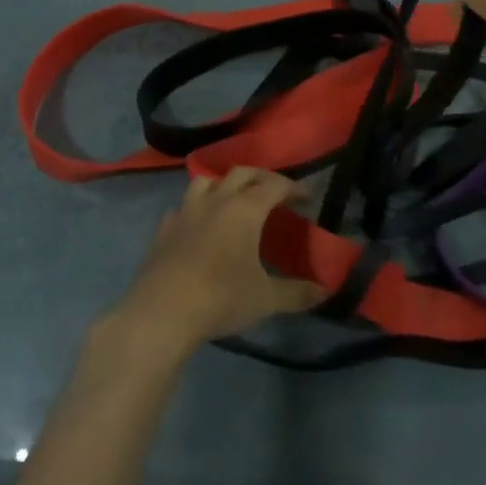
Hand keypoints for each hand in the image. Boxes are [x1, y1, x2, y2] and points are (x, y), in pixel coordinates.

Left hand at [111, 168, 325, 351]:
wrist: (162, 311)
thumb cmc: (221, 298)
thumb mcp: (266, 299)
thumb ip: (297, 293)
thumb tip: (323, 291)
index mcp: (245, 209)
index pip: (274, 185)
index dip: (293, 188)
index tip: (306, 197)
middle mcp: (215, 201)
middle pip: (241, 173)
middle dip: (262, 177)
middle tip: (275, 192)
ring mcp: (185, 212)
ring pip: (206, 181)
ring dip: (224, 184)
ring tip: (234, 199)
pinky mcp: (163, 229)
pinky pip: (183, 206)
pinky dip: (196, 208)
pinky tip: (199, 225)